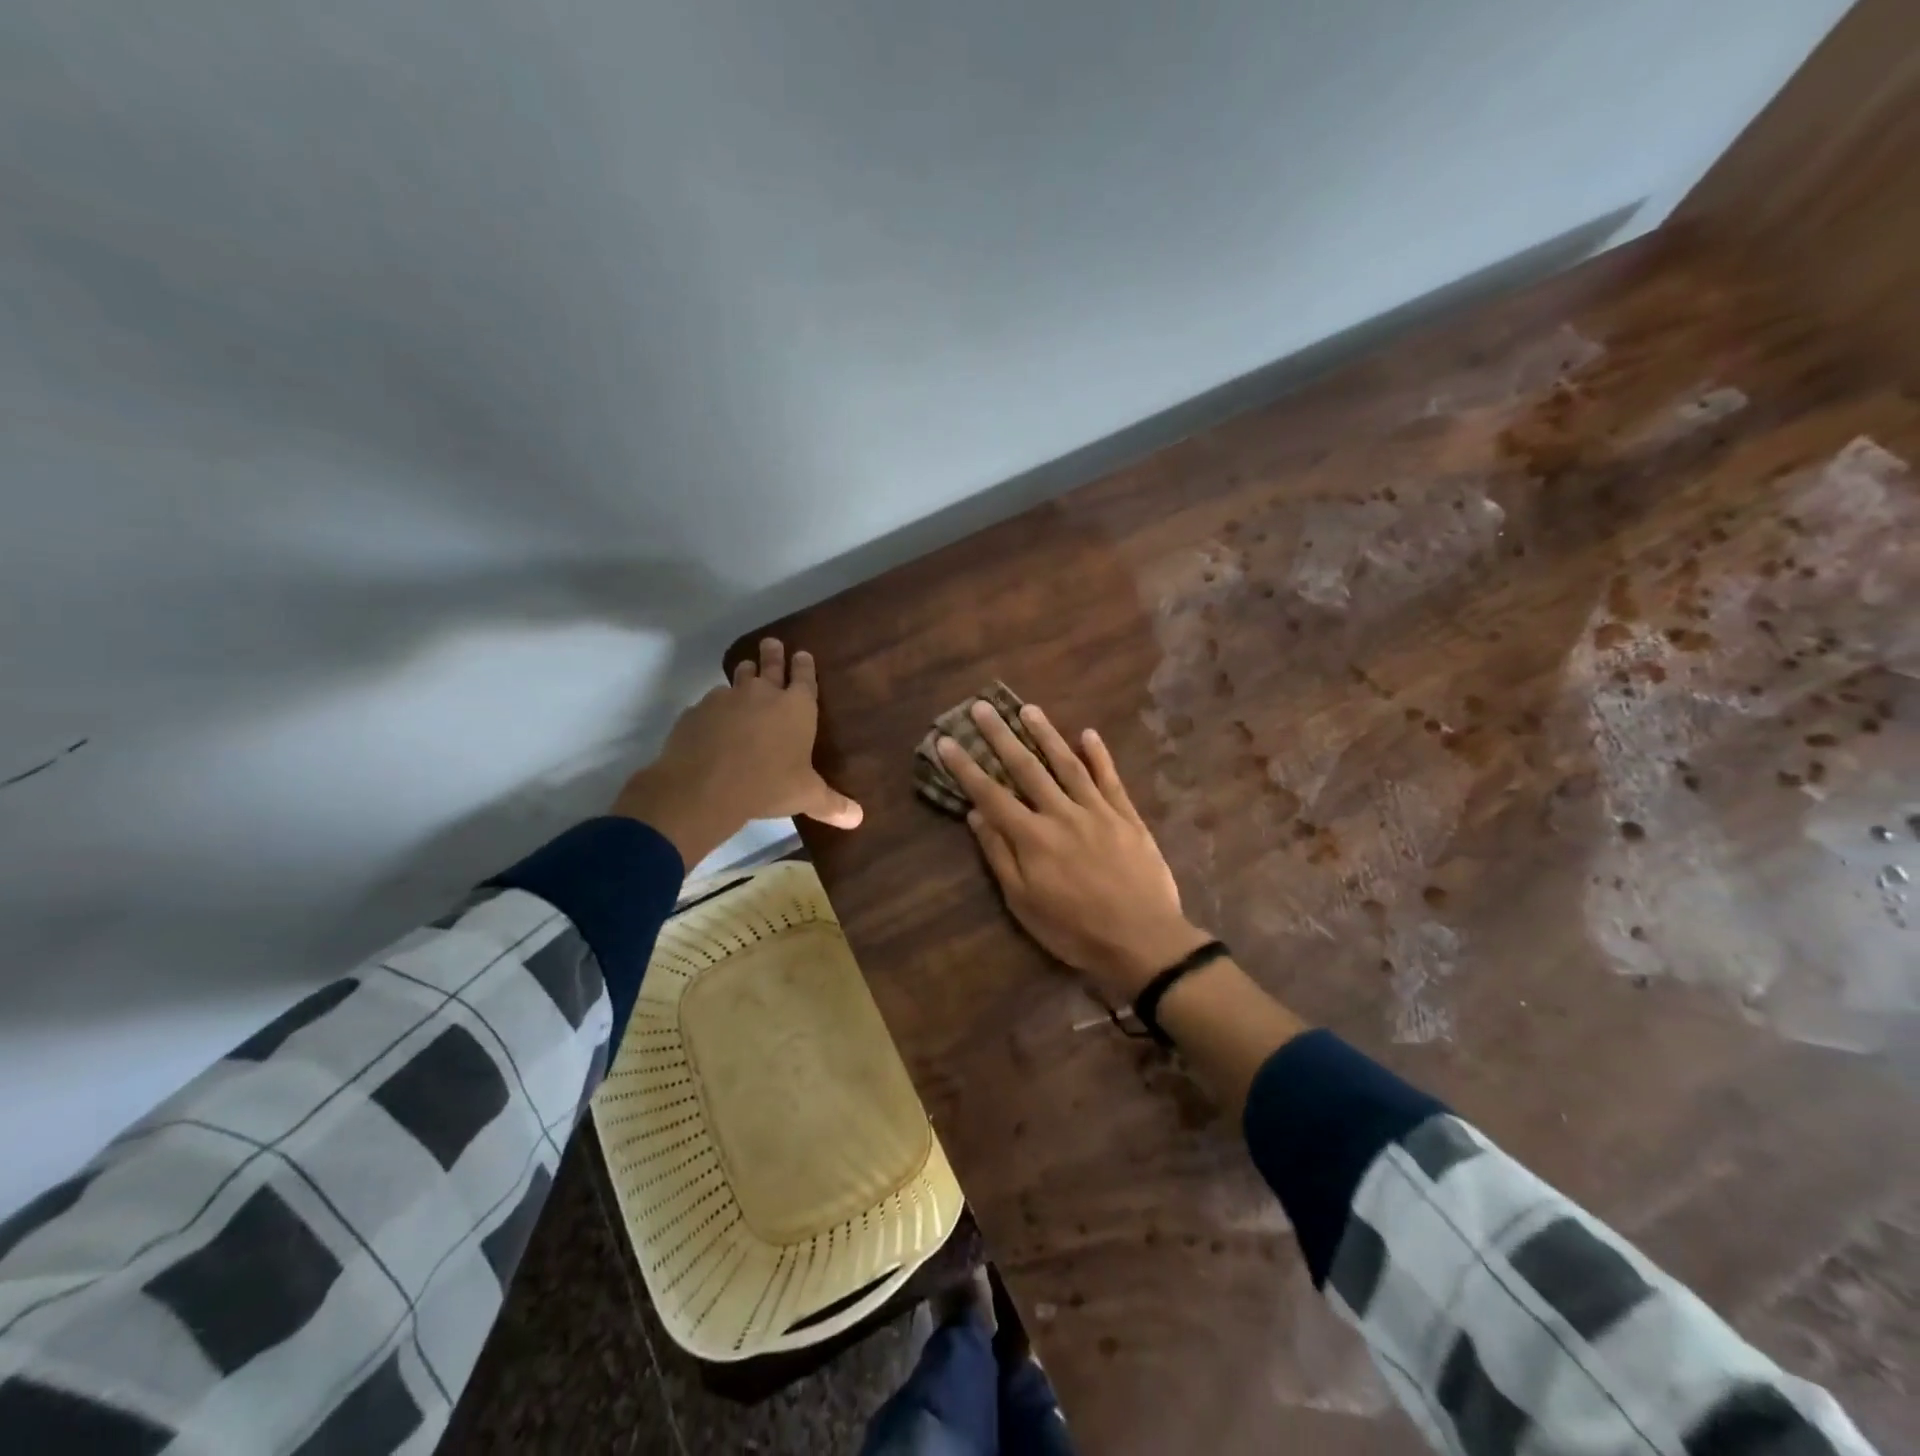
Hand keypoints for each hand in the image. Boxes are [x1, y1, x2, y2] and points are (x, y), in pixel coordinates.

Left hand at [612, 638, 862, 866]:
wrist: (704, 786)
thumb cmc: (768, 785)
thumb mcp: (806, 796)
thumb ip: (832, 804)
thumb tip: (858, 818)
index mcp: (796, 707)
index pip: (804, 677)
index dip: (804, 665)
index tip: (802, 654)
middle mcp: (763, 694)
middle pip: (769, 665)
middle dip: (773, 654)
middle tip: (772, 643)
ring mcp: (727, 698)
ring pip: (738, 678)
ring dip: (743, 674)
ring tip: (745, 671)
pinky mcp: (698, 711)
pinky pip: (710, 703)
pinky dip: (715, 708)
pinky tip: (714, 719)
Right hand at [938, 701, 1209, 1003]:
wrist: (1143, 941)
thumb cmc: (1075, 931)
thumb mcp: (1024, 904)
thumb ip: (1000, 856)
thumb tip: (976, 815)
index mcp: (1032, 838)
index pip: (990, 794)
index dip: (966, 767)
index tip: (947, 741)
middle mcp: (1061, 814)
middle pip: (1026, 768)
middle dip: (1001, 736)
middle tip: (982, 707)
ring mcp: (1097, 811)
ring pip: (1067, 764)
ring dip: (1046, 734)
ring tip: (1028, 709)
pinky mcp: (1127, 817)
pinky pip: (1110, 779)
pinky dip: (1099, 755)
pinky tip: (1089, 734)